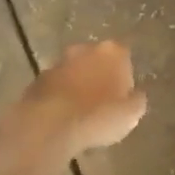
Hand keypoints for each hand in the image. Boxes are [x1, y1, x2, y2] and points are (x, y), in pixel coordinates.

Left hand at [18, 41, 147, 153]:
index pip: (123, 56)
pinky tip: (62, 117)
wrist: (50, 124)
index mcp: (112, 51)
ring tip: (81, 113)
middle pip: (96, 60)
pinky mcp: (37, 79)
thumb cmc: (99, 116)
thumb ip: (136, 100)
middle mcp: (85, 49)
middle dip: (99, 75)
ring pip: (74, 71)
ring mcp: (58, 62)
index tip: (123, 96)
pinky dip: (59, 96)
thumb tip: (135, 96)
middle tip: (102, 102)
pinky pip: (55, 86)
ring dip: (77, 85)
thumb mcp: (131, 114)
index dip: (124, 76)